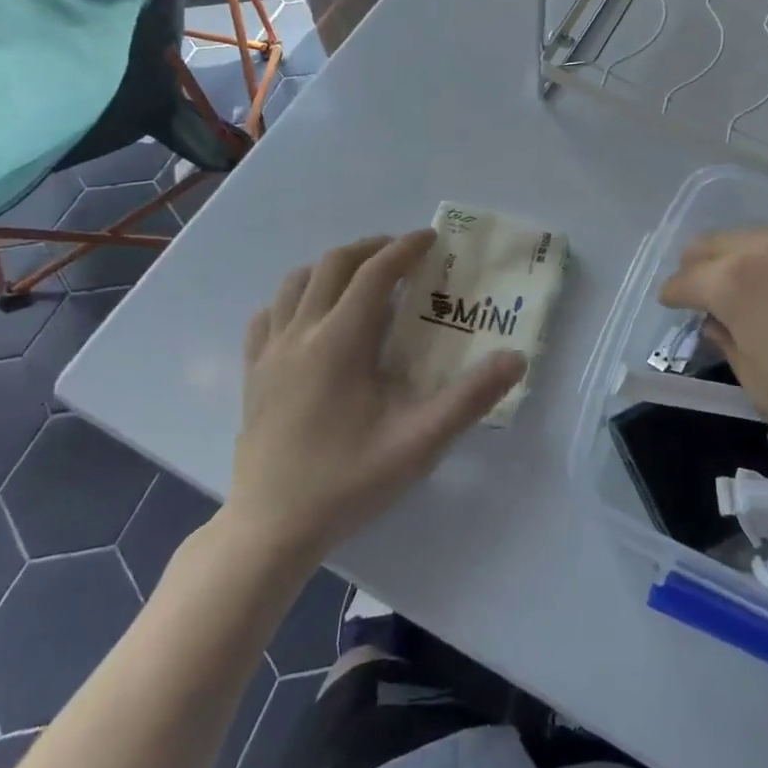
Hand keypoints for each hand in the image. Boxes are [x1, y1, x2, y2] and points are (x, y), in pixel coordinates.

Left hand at [220, 232, 525, 556]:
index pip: (375, 273)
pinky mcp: (252, 373)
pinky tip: (310, 317)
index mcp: (340, 341)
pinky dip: (294, 298)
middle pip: (333, 264)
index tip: (431, 238)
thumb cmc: (347, 481)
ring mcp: (269, 352)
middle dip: (371, 248)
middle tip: (403, 255)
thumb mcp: (419, 443)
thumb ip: (470, 398)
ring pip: (296, 282)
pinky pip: (268, 315)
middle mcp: (300, 333)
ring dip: (331, 268)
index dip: (405, 248)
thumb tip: (515, 359)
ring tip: (361, 278)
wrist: (271, 529)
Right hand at [658, 227, 767, 490]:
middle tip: (702, 288)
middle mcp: (767, 247)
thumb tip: (717, 321)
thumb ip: (728, 343)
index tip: (671, 304)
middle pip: (714, 242)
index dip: (672, 294)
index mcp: (735, 281)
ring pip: (757, 236)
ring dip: (742, 257)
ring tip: (752, 286)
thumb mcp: (759, 383)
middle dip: (699, 264)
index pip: (685, 279)